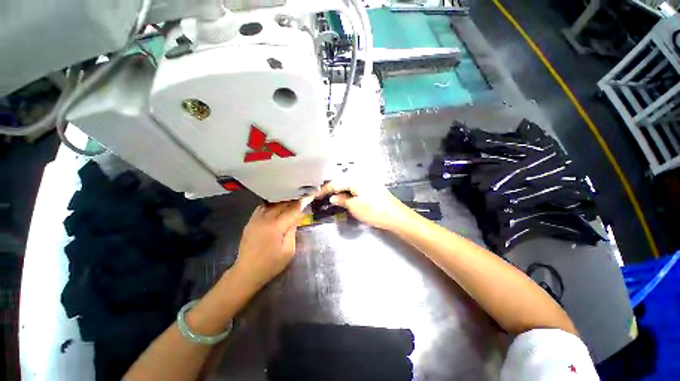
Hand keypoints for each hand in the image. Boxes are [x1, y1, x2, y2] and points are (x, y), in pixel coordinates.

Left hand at [233, 198, 311, 289]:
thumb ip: (292, 232)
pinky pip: (261, 208)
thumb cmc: (271, 264)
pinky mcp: (250, 222)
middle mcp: (265, 219)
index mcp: (276, 227)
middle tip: (300, 200)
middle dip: (292, 202)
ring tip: (289, 203)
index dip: (300, 205)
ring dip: (281, 203)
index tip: (307, 199)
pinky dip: (270, 206)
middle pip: (281, 205)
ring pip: (271, 205)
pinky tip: (275, 208)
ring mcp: (255, 220)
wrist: (247, 272)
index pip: (291, 211)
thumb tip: (296, 218)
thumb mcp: (288, 251)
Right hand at [317, 181, 412, 230]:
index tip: (316, 195)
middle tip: (323, 195)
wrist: (396, 216)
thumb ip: (342, 200)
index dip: (325, 190)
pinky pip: (356, 187)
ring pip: (349, 183)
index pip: (336, 183)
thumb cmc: (374, 211)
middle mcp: (361, 177)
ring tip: (332, 196)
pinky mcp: (372, 187)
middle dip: (332, 188)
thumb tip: (333, 197)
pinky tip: (346, 196)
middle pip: (342, 181)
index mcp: (356, 180)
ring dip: (340, 189)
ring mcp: (368, 182)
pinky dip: (349, 191)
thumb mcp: (354, 207)